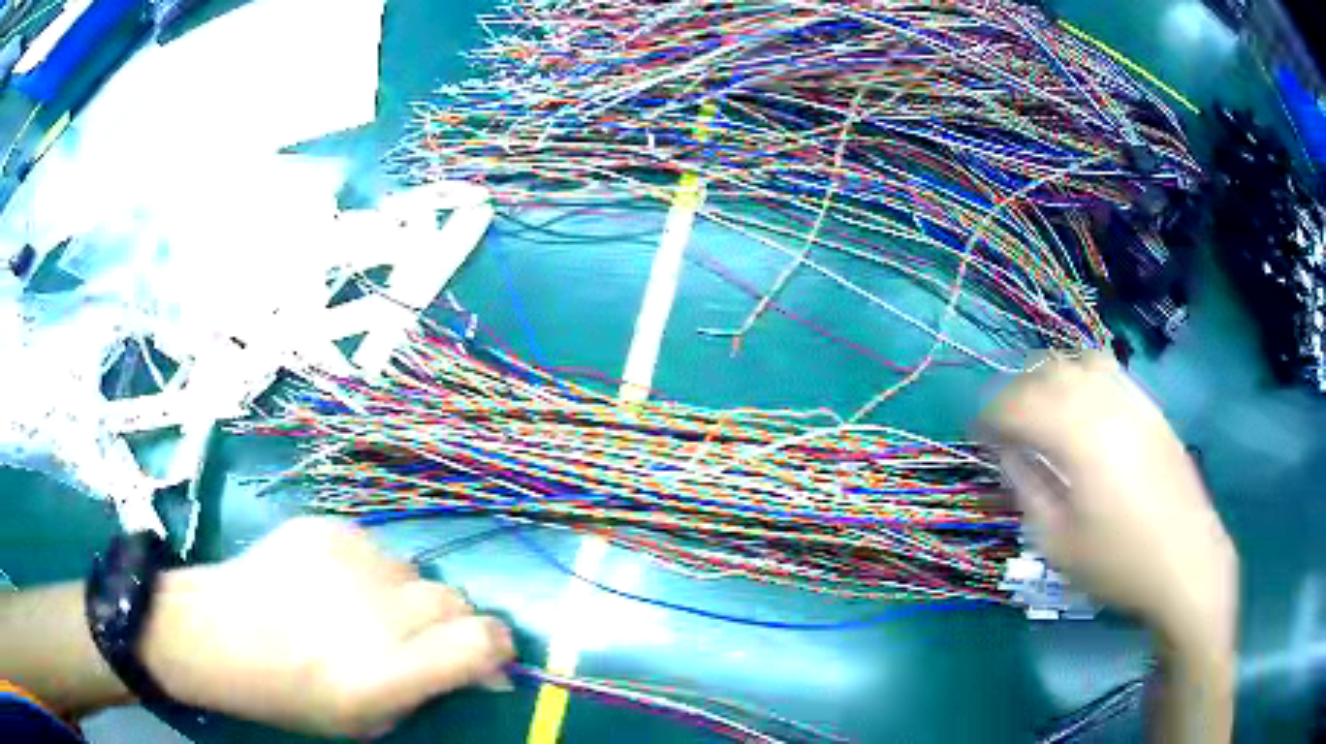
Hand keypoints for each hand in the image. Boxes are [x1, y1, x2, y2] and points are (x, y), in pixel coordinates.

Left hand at [141, 518, 514, 737]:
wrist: (219, 634)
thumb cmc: (292, 695)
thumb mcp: (370, 722)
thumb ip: (429, 693)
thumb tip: (484, 670)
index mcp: (386, 671)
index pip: (480, 642)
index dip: (497, 647)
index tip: (490, 658)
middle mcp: (376, 612)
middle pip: (454, 601)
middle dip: (449, 625)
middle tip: (414, 640)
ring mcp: (349, 561)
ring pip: (415, 574)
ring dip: (405, 598)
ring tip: (362, 612)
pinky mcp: (326, 527)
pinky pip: (375, 549)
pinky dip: (369, 572)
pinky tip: (332, 587)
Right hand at [980, 352, 1236, 656]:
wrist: (1186, 562)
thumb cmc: (1118, 562)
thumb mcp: (1058, 542)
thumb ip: (1027, 489)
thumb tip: (1007, 453)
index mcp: (1078, 437)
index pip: (1018, 405)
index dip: (989, 417)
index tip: (975, 437)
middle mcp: (1103, 402)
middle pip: (1046, 373)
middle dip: (1013, 394)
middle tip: (1001, 427)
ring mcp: (1131, 398)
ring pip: (1076, 361)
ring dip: (1047, 377)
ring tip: (1038, 408)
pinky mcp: (1148, 406)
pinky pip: (1106, 369)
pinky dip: (1080, 374)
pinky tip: (1078, 403)